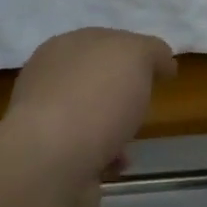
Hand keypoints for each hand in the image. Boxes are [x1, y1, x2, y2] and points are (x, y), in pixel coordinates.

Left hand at [3, 28, 176, 206]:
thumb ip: (151, 51)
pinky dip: (106, 158)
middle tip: (145, 103)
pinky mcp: (49, 159)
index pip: (103, 42)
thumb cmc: (96, 98)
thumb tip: (161, 61)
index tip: (162, 71)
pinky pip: (86, 153)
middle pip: (95, 81)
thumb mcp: (135, 55)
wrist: (54, 161)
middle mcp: (48, 81)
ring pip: (90, 119)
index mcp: (63, 47)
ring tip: (131, 141)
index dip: (134, 53)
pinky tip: (116, 164)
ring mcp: (44, 122)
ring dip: (115, 129)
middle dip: (121, 93)